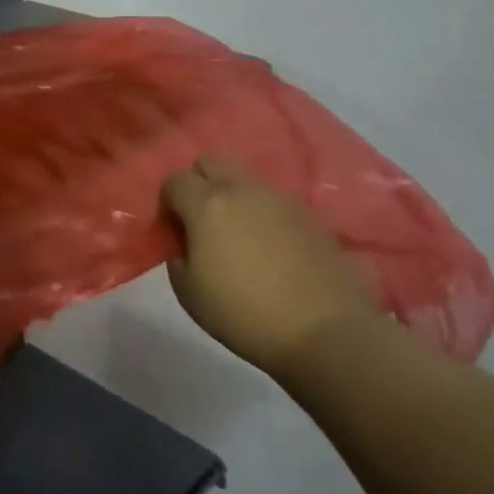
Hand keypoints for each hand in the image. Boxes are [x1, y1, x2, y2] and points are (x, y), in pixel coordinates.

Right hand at [162, 154, 378, 377]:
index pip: (175, 180)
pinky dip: (264, 215)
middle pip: (211, 162)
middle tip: (201, 220)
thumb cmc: (244, 314)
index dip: (168, 202)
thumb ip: (177, 258)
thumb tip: (185, 245)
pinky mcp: (310, 215)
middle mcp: (242, 190)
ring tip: (239, 235)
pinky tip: (270, 248)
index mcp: (207, 205)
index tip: (173, 230)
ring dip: (234, 197)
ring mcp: (280, 199)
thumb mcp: (189, 294)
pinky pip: (274, 202)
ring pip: (245, 180)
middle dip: (199, 183)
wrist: (325, 331)